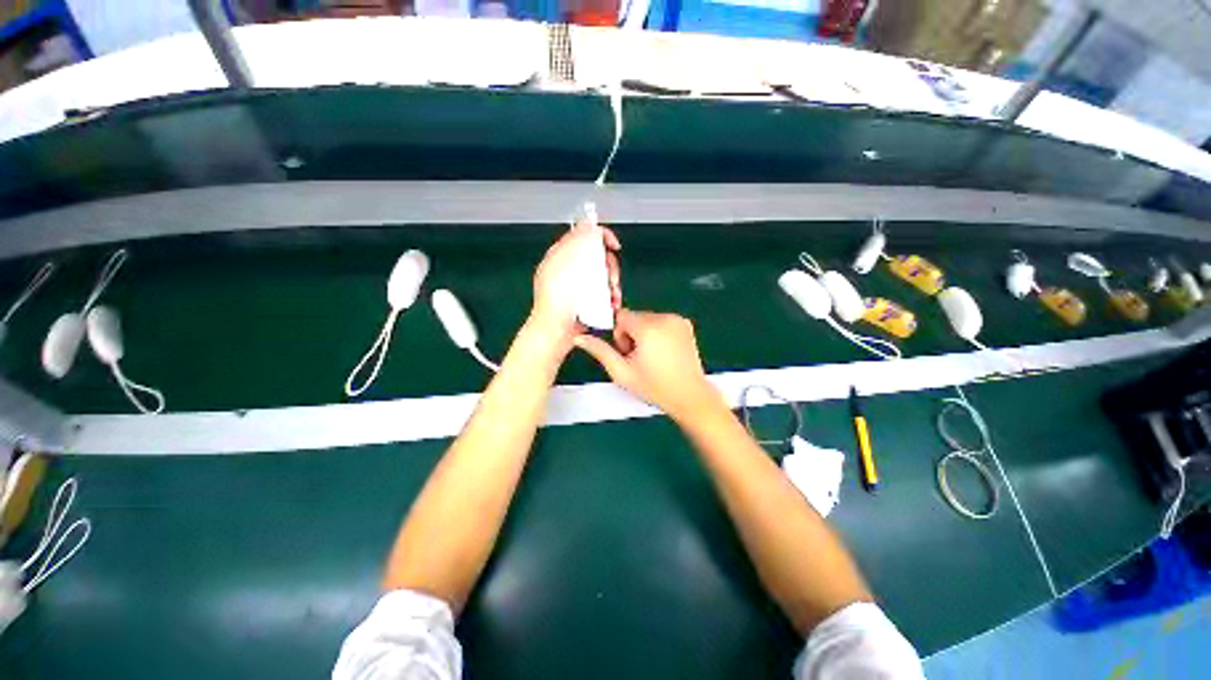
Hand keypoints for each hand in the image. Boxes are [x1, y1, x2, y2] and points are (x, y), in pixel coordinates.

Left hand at [528, 219, 621, 345]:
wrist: (555, 332)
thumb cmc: (555, 299)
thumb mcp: (562, 264)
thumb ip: (575, 242)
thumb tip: (589, 225)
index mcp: (560, 257)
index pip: (582, 237)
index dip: (600, 236)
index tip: (613, 245)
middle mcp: (570, 269)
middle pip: (598, 257)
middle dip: (609, 267)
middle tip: (612, 279)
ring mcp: (579, 286)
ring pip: (604, 275)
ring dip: (613, 284)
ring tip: (613, 296)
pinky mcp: (587, 300)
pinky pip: (604, 292)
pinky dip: (611, 297)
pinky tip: (613, 304)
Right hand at [574, 309, 720, 420]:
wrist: (689, 396)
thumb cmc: (654, 387)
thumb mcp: (622, 372)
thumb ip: (600, 351)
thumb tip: (579, 338)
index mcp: (648, 327)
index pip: (621, 316)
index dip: (619, 335)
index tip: (627, 353)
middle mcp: (664, 317)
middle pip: (635, 317)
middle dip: (632, 334)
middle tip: (639, 359)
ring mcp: (678, 320)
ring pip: (648, 319)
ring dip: (645, 334)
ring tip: (652, 357)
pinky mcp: (686, 324)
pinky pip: (662, 321)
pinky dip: (659, 333)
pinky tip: (664, 353)